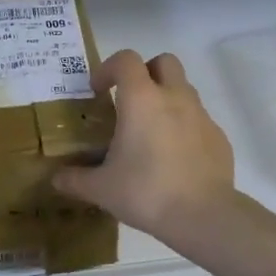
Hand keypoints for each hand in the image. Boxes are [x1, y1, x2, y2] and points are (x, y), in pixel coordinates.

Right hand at [52, 50, 234, 244]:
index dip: (108, 68)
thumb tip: (57, 179)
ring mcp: (201, 116)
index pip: (126, 60)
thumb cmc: (146, 192)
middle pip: (164, 62)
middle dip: (146, 72)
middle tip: (130, 100)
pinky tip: (174, 157)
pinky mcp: (219, 137)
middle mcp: (174, 98)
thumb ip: (75, 179)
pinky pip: (199, 120)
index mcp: (142, 100)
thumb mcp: (101, 189)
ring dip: (166, 99)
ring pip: (184, 89)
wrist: (202, 216)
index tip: (98, 91)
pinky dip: (184, 127)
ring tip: (151, 132)